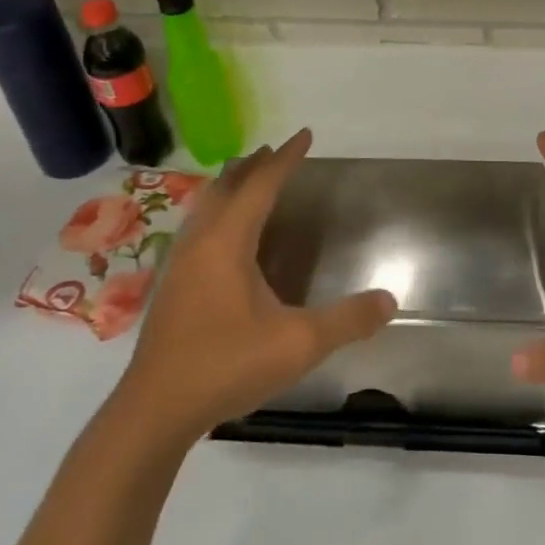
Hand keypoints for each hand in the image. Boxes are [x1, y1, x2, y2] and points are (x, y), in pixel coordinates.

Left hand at [113, 128, 396, 443]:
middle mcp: (200, 242)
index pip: (261, 186)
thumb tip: (389, 299)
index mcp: (228, 242)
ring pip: (206, 207)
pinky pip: (197, 229)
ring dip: (230, 187)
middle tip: (275, 152)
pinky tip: (224, 240)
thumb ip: (347, 320)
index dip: (285, 159)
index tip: (304, 135)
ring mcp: (179, 264)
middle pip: (227, 187)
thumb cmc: (227, 365)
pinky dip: (217, 213)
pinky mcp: (171, 287)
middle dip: (253, 166)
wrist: (155, 409)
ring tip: (248, 182)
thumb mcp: (298, 344)